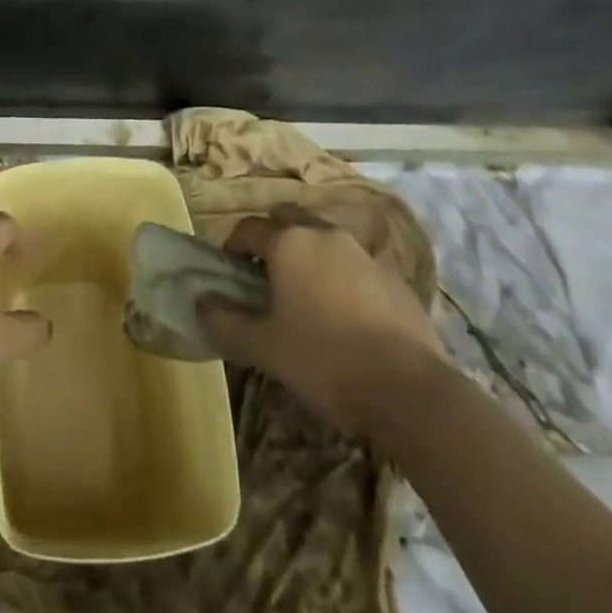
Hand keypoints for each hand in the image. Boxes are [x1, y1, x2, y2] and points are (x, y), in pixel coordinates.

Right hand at [197, 204, 446, 434]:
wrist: (412, 392)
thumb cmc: (325, 360)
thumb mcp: (264, 348)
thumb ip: (225, 322)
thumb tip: (199, 303)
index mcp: (289, 243)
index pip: (249, 227)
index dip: (233, 245)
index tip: (229, 272)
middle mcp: (324, 235)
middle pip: (289, 220)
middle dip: (273, 238)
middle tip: (265, 274)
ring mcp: (364, 255)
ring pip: (325, 240)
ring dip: (309, 255)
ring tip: (305, 295)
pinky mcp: (395, 280)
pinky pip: (356, 266)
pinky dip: (342, 278)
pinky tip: (345, 316)